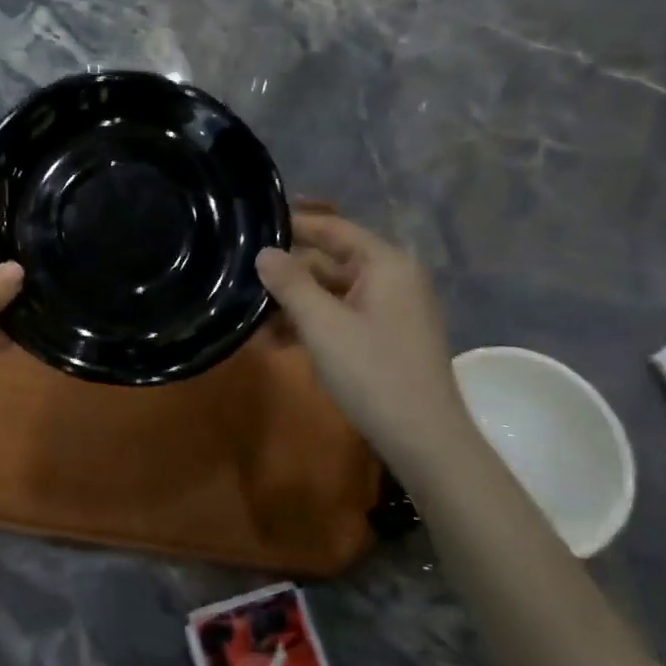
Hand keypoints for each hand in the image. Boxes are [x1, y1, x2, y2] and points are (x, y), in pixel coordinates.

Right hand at [256, 214, 470, 459]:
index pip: (332, 228)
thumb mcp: (322, 325)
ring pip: (331, 293)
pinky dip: (312, 325)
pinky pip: (342, 317)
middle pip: (329, 261)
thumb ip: (290, 283)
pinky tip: (276, 342)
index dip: (293, 225)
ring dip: (294, 305)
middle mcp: (392, 278)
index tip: (253, 226)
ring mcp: (391, 310)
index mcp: (385, 263)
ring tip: (251, 321)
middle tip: (241, 281)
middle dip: (287, 275)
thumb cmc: (372, 373)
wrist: (425, 441)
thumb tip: (264, 252)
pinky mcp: (386, 338)